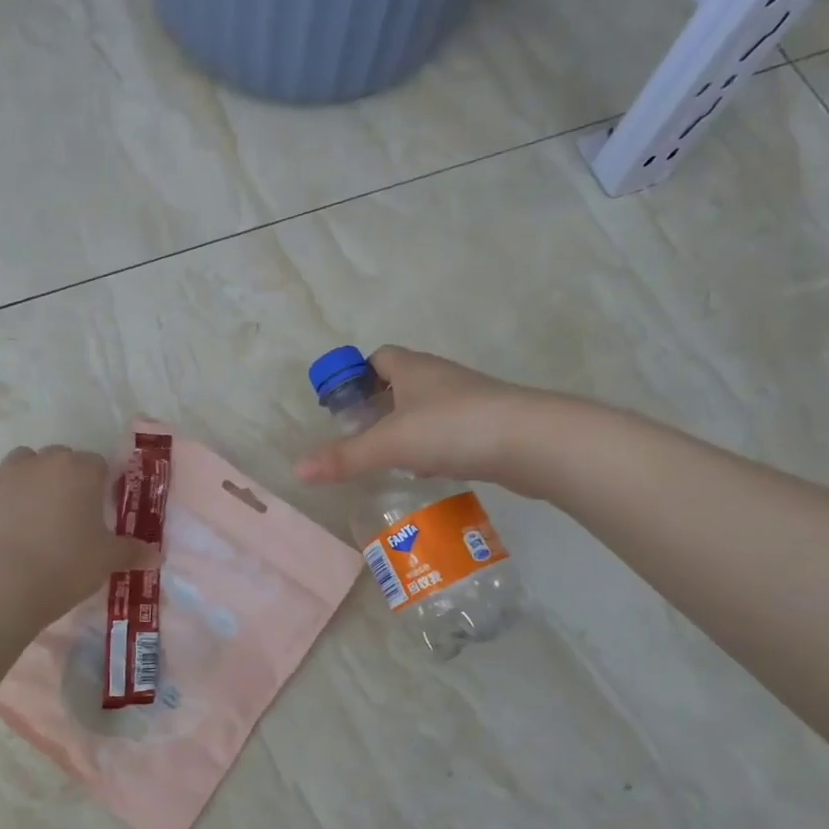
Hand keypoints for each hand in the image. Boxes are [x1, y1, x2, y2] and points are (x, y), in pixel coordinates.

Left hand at [0, 445, 160, 624]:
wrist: (5, 584)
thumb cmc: (67, 565)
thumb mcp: (108, 560)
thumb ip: (133, 552)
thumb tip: (157, 555)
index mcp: (81, 470)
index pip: (97, 464)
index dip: (98, 485)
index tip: (97, 510)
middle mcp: (44, 462)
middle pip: (59, 457)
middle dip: (63, 477)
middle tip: (66, 513)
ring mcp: (5, 473)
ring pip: (20, 461)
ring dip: (27, 477)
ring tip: (30, 510)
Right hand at [293, 347, 548, 489]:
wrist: (531, 441)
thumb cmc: (453, 428)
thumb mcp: (390, 443)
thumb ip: (345, 457)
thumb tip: (297, 469)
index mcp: (413, 368)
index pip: (378, 357)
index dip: (356, 376)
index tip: (342, 406)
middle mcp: (439, 378)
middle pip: (400, 384)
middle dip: (378, 407)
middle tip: (359, 438)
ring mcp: (467, 401)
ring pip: (426, 410)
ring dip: (407, 430)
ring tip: (387, 459)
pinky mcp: (487, 427)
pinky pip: (449, 432)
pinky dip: (433, 448)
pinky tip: (426, 471)